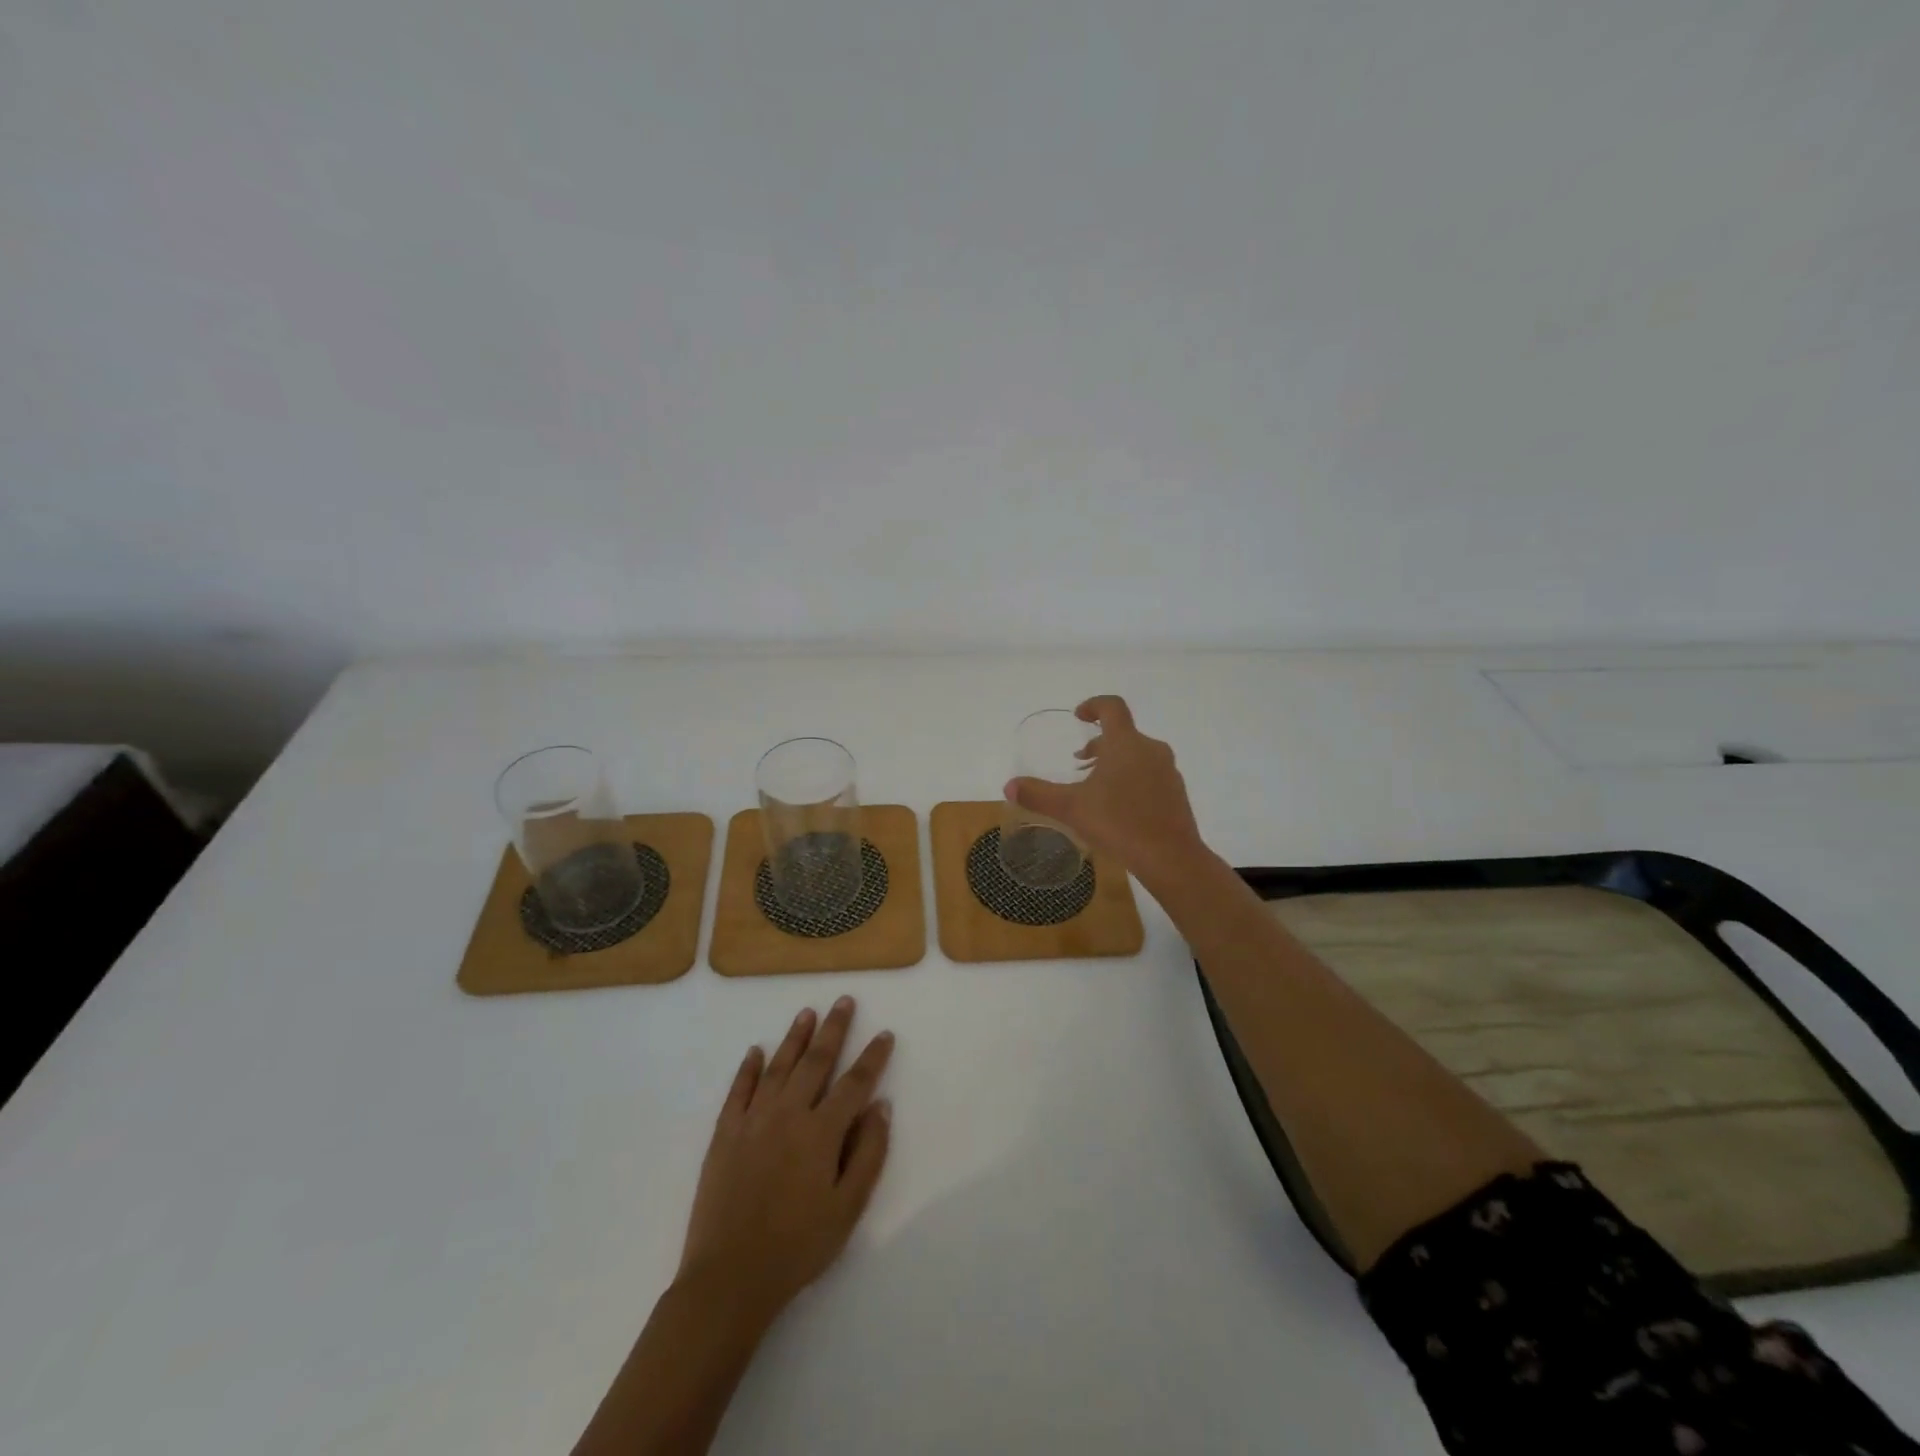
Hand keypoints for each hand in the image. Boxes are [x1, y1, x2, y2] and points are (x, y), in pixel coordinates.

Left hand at [676, 997, 893, 1326]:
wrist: (729, 1277)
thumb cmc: (798, 1246)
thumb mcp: (848, 1208)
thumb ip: (868, 1153)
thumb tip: (880, 1105)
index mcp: (822, 1131)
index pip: (855, 1083)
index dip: (873, 1057)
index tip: (884, 1034)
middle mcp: (789, 1113)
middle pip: (816, 1061)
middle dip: (834, 1029)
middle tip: (844, 1001)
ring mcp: (753, 1119)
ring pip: (778, 1066)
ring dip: (795, 1038)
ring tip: (807, 1013)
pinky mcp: (724, 1133)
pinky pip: (738, 1090)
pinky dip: (748, 1068)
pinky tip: (755, 1050)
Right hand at [1004, 694, 1207, 887]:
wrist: (1171, 858)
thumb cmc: (1119, 823)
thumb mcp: (1071, 809)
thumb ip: (1038, 794)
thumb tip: (1009, 786)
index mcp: (1125, 743)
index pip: (1112, 707)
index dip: (1093, 705)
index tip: (1079, 716)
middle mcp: (1150, 749)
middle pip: (1123, 734)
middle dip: (1099, 744)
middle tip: (1079, 764)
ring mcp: (1167, 771)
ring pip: (1137, 755)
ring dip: (1115, 763)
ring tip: (1096, 788)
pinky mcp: (1176, 793)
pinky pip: (1149, 775)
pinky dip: (1131, 780)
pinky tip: (1119, 809)